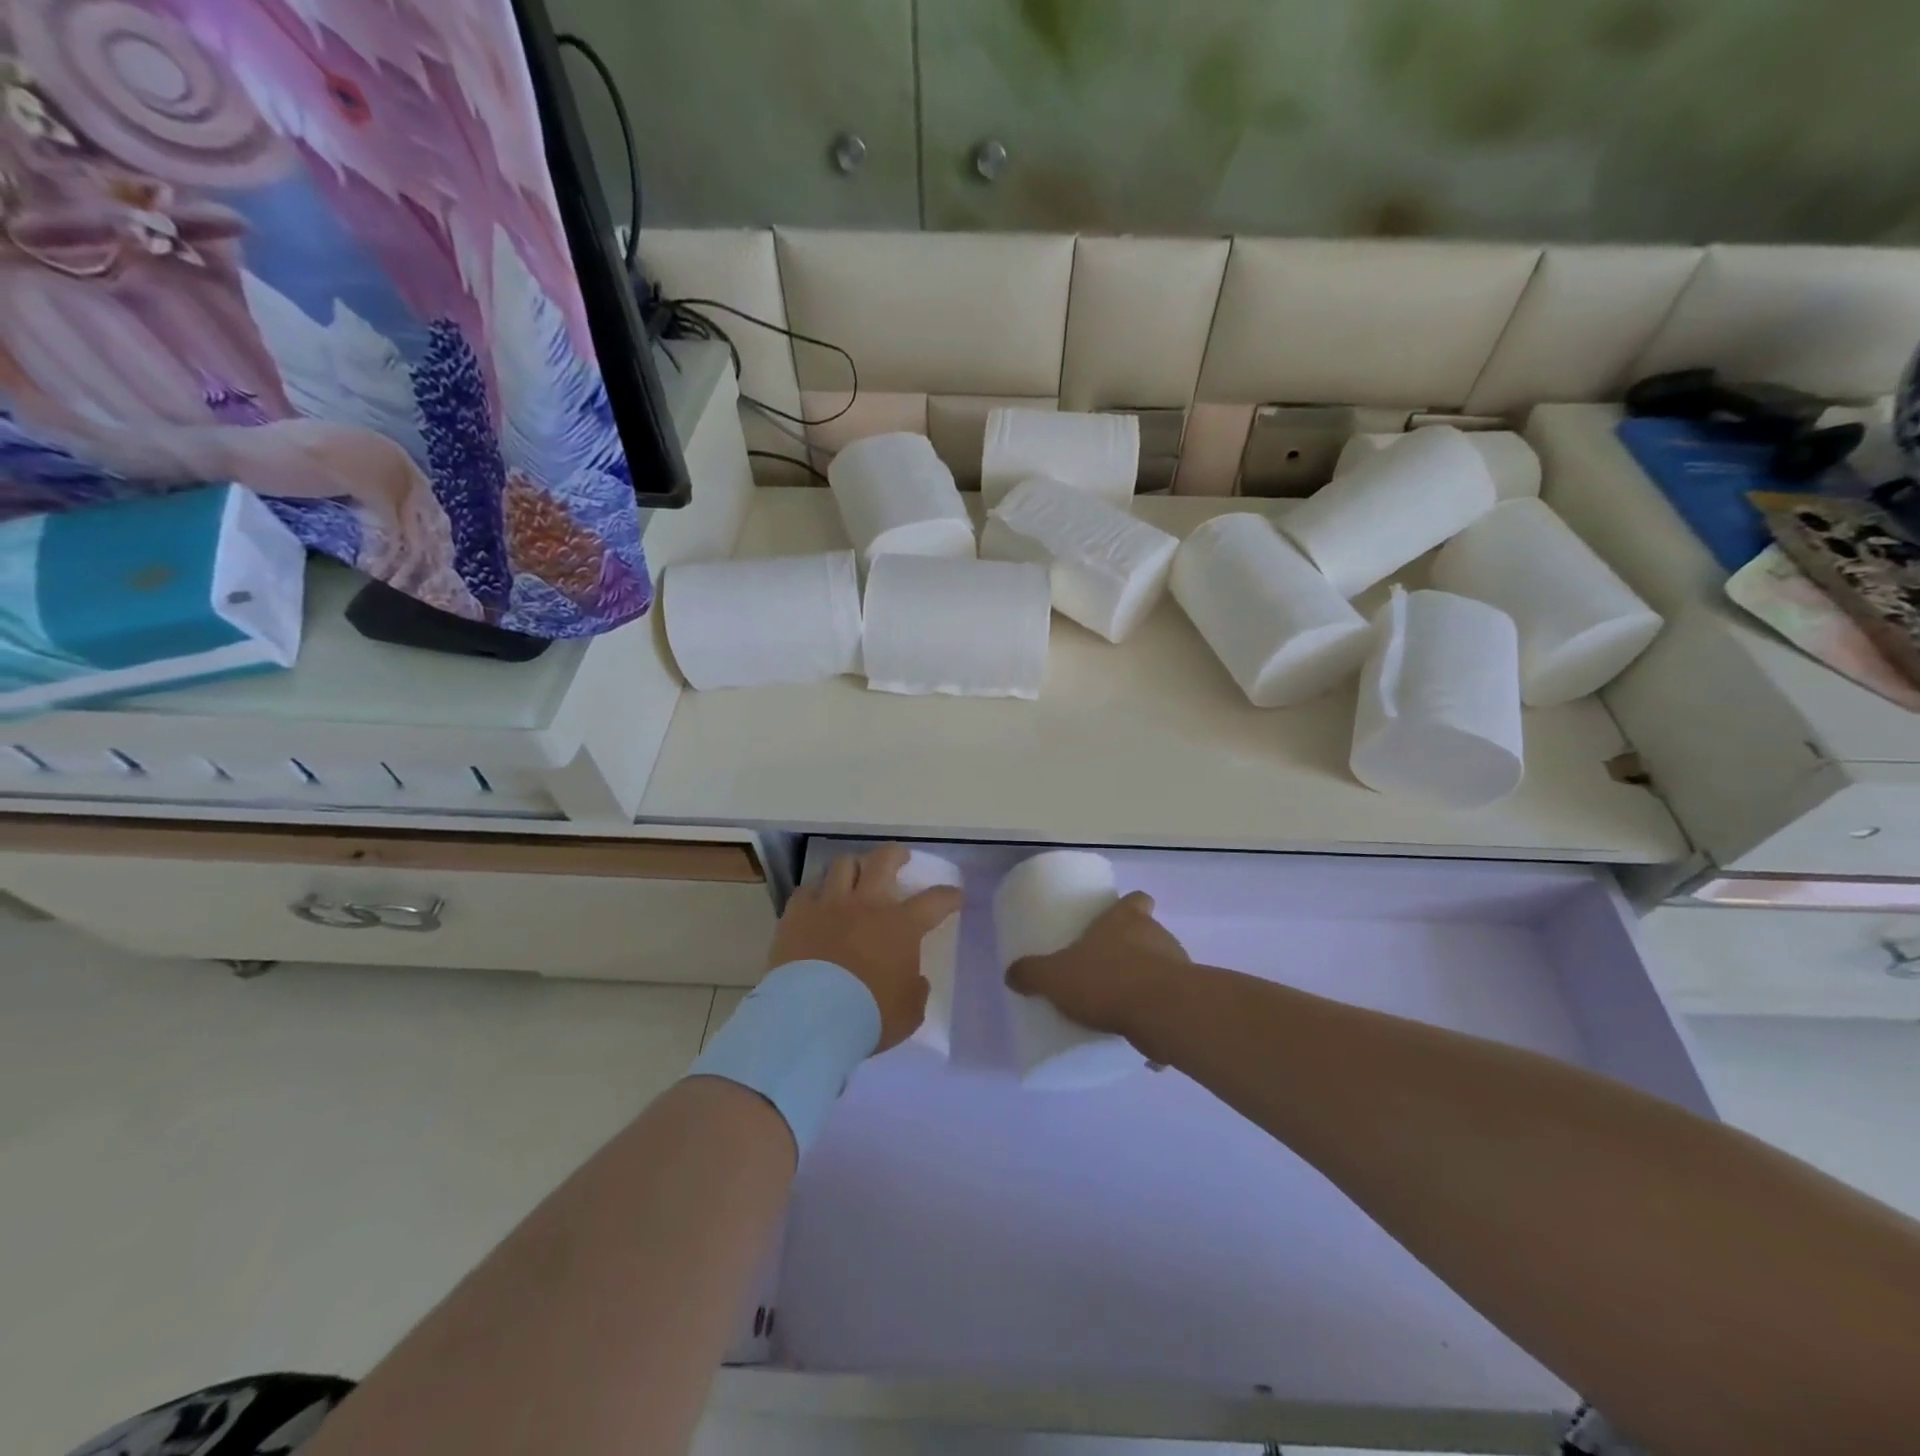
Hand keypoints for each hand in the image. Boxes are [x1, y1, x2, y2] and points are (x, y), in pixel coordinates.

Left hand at [769, 844, 963, 1052]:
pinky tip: (817, 900)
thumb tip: (914, 979)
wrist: (811, 1017)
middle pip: (884, 860)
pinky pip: (807, 889)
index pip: (935, 900)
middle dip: (895, 855)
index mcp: (901, 925)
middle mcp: (867, 904)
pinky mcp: (797, 914)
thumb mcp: (909, 1012)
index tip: (955, 896)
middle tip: (900, 858)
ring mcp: (829, 904)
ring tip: (855, 874)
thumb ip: (915, 990)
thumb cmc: (868, 1015)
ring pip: (843, 864)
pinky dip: (816, 891)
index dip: (949, 896)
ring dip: (853, 866)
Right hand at [1005, 890, 1187, 1042]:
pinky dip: (1158, 1017)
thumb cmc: (1107, 980)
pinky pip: (1170, 1005)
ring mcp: (1179, 966)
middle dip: (1132, 949)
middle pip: (1148, 933)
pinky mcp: (1189, 1001)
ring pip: (1162, 967)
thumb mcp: (1055, 977)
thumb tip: (1011, 974)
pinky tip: (1138, 1035)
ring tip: (1120, 1006)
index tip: (1117, 921)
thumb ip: (1032, 974)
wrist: (1164, 1015)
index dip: (1129, 908)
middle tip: (1107, 968)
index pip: (1137, 899)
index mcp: (1126, 919)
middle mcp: (1156, 934)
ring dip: (1146, 982)